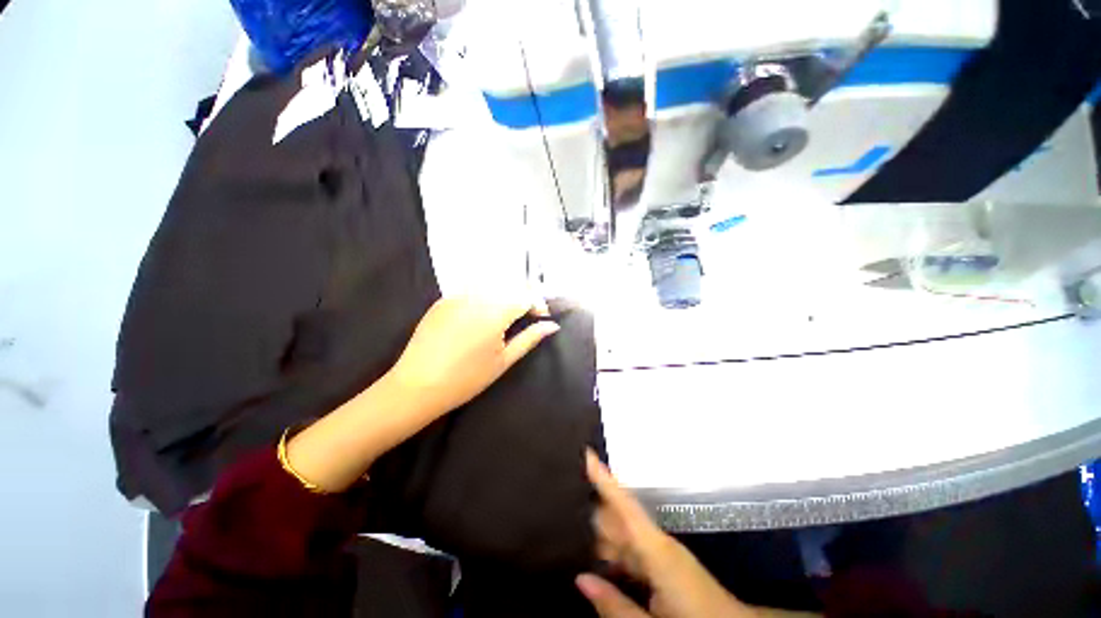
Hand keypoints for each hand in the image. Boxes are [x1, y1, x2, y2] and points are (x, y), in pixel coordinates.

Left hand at [387, 296, 559, 419]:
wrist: (417, 386)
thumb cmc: (466, 379)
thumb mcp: (503, 361)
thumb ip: (529, 339)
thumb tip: (553, 326)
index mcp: (495, 313)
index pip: (525, 296)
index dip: (538, 304)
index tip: (542, 317)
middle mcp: (476, 297)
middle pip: (509, 287)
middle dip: (522, 298)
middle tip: (526, 317)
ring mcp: (456, 296)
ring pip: (489, 286)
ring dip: (503, 296)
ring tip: (504, 316)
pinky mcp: (442, 300)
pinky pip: (469, 291)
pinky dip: (482, 297)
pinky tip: (479, 316)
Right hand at [576, 451, 752, 617]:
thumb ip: (615, 604)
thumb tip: (580, 579)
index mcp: (657, 551)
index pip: (625, 505)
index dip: (605, 479)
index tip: (588, 454)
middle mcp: (658, 543)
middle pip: (619, 518)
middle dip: (594, 516)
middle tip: (565, 514)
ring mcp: (664, 550)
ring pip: (625, 533)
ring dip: (603, 537)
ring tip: (574, 537)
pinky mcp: (667, 560)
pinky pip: (634, 548)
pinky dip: (616, 552)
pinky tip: (602, 563)